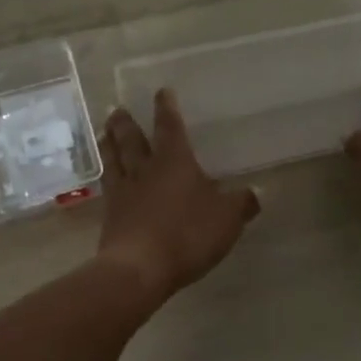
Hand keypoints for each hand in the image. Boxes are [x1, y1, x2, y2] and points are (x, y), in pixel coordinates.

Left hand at [97, 89, 260, 300]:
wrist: (138, 269)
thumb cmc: (186, 234)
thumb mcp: (226, 219)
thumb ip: (241, 204)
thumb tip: (256, 193)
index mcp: (174, 161)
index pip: (170, 126)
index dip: (167, 108)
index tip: (162, 92)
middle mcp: (145, 169)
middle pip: (131, 139)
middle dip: (126, 122)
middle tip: (116, 108)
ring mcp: (123, 191)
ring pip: (114, 159)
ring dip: (109, 143)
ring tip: (104, 131)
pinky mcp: (110, 215)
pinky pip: (108, 186)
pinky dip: (107, 175)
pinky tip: (107, 177)